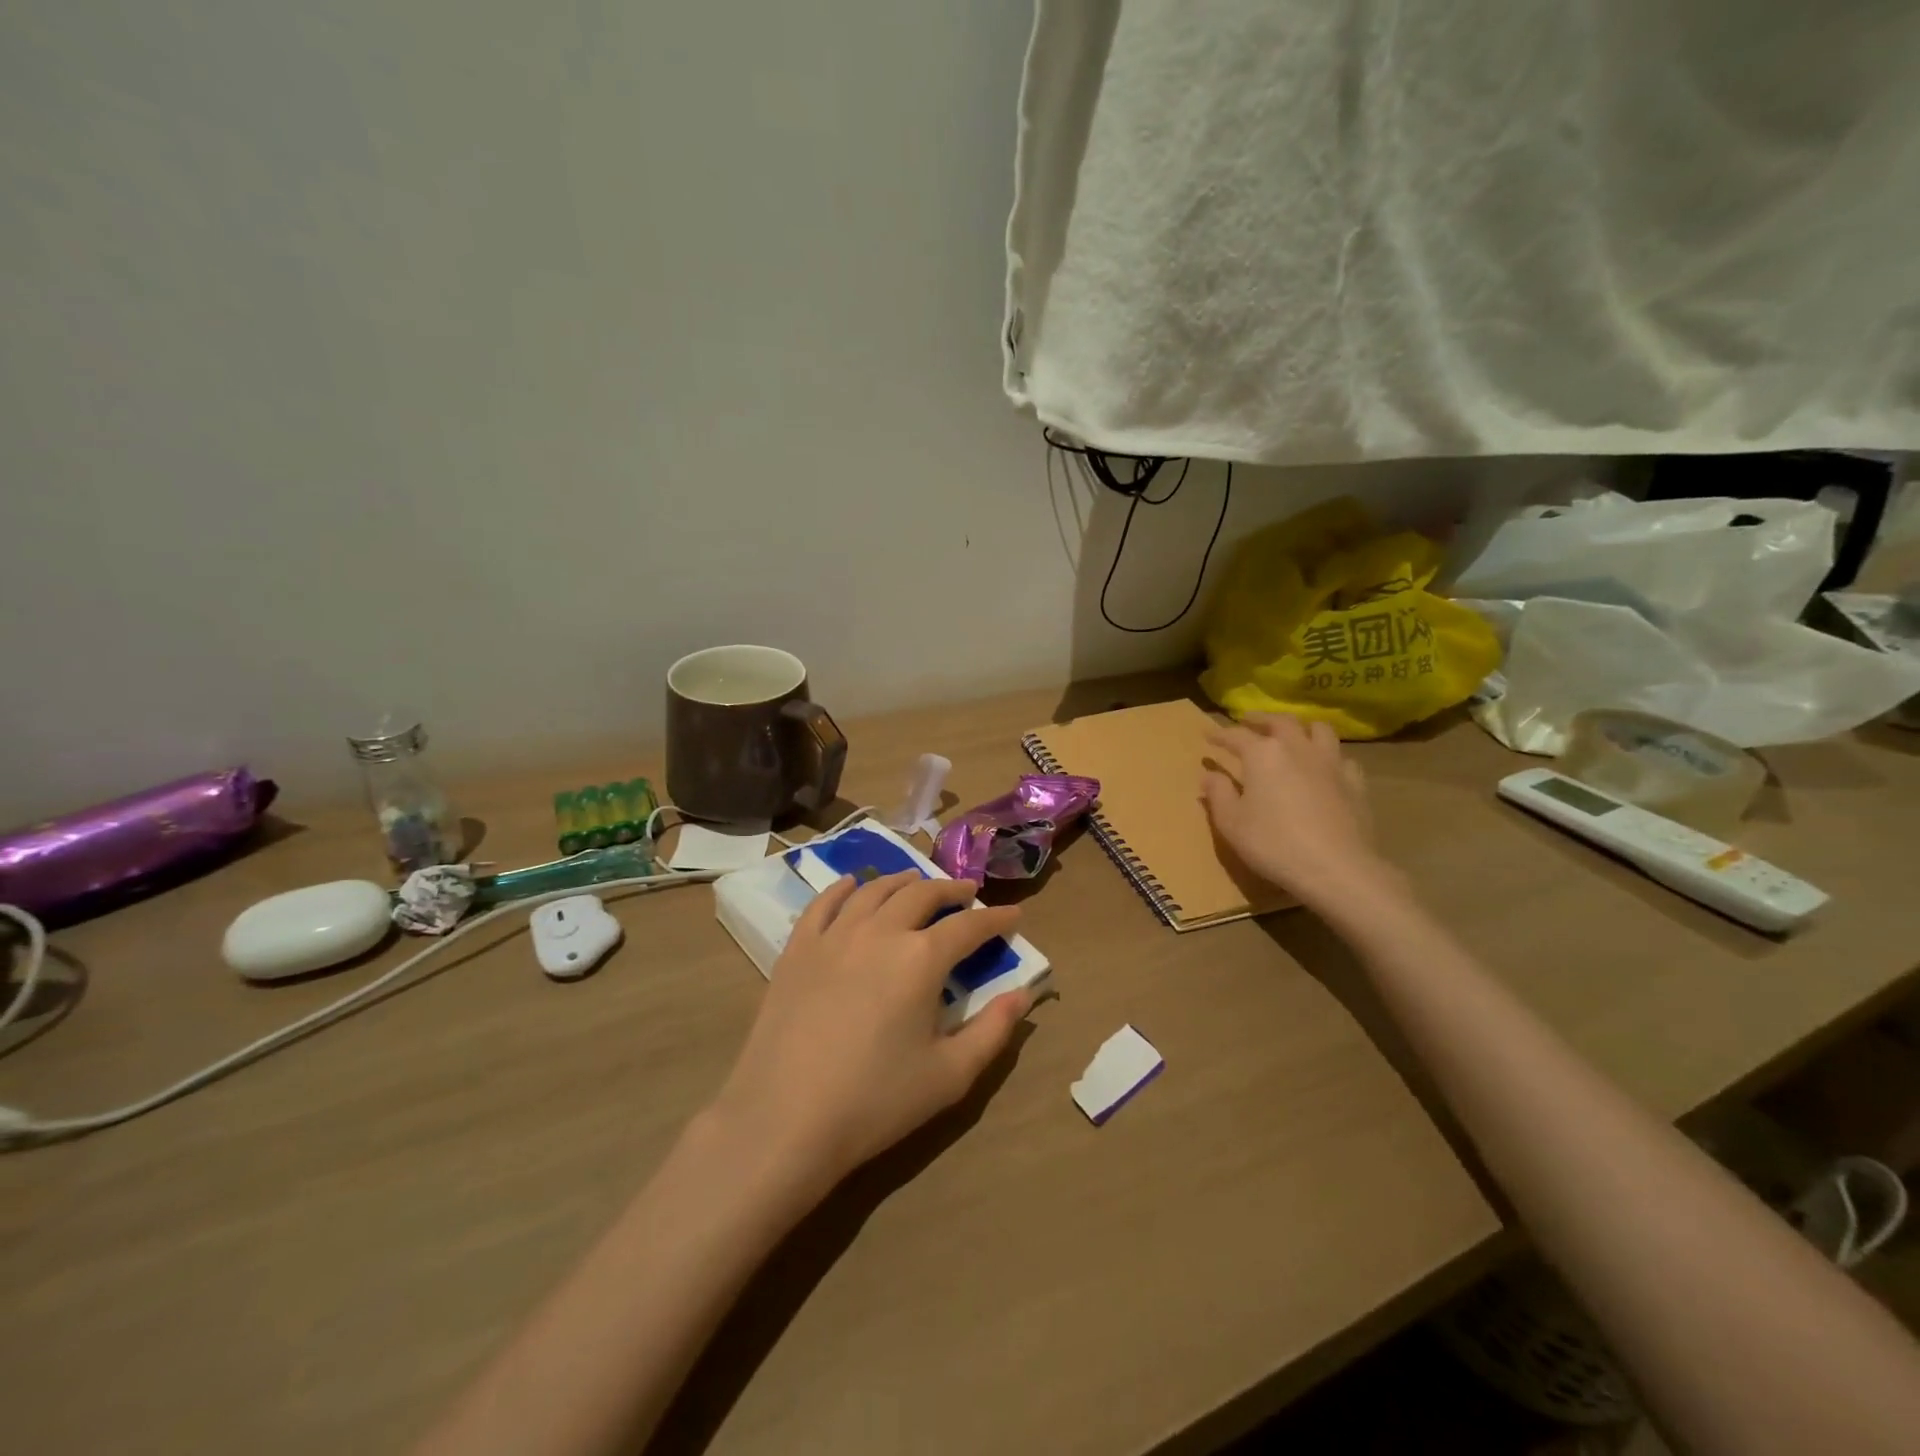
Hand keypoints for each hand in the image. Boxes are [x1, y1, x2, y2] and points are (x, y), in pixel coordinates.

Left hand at [712, 871, 1030, 1189]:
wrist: (784, 1119)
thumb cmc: (876, 1101)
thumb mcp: (950, 1075)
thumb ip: (993, 1030)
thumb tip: (1024, 994)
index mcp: (922, 958)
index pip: (969, 926)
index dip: (996, 918)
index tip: (1014, 914)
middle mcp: (880, 931)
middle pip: (922, 894)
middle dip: (951, 890)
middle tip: (967, 893)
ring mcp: (834, 935)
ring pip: (874, 890)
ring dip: (903, 881)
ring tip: (917, 883)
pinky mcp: (798, 949)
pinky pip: (824, 904)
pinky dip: (843, 888)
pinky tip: (852, 884)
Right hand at [1201, 713, 1400, 916]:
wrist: (1336, 868)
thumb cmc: (1273, 843)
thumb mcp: (1231, 823)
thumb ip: (1218, 794)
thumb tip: (1209, 775)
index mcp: (1263, 754)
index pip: (1236, 735)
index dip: (1220, 734)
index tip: (1207, 735)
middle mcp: (1297, 748)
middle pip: (1280, 721)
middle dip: (1261, 719)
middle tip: (1249, 722)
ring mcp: (1330, 763)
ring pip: (1319, 730)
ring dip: (1301, 728)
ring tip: (1292, 735)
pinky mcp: (1355, 782)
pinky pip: (1342, 758)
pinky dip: (1329, 757)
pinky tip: (1325, 769)